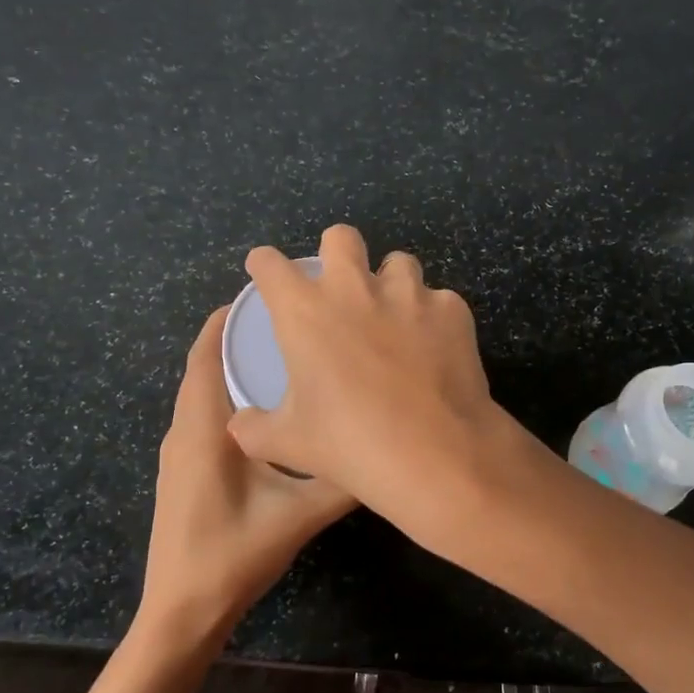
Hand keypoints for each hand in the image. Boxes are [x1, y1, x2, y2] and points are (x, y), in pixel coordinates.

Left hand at [139, 308, 355, 644]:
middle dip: (238, 340)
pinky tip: (270, 414)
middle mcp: (184, 430)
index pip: (206, 354)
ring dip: (233, 370)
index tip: (266, 298)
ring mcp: (180, 453)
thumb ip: (342, 480)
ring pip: (204, 394)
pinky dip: (231, 400)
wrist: (181, 613)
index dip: (227, 320)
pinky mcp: (184, 472)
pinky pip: (205, 418)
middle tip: (291, 324)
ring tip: (285, 358)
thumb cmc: (232, 555)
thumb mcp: (298, 515)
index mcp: (202, 427)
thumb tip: (385, 449)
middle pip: (205, 368)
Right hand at [225, 225, 512, 515]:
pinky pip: (438, 301)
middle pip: (340, 237)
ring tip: (394, 318)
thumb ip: (255, 429)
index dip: (264, 264)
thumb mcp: (289, 444)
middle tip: (339, 286)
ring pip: (398, 263)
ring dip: (390, 284)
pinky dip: (433, 319)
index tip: (265, 270)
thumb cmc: (350, 445)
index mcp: (305, 312)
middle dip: (336, 252)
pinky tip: (435, 349)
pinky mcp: (452, 310)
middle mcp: (355, 289)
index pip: (271, 265)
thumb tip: (241, 425)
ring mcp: (409, 294)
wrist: (436, 454)